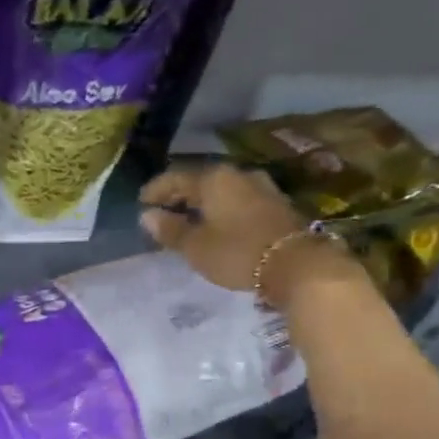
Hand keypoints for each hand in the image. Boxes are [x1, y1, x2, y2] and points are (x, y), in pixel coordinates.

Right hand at [138, 162, 342, 303]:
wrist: (297, 264)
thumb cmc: (237, 252)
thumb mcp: (195, 246)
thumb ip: (170, 230)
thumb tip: (147, 216)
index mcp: (214, 178)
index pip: (175, 178)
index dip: (155, 190)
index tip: (141, 203)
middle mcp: (237, 174)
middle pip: (199, 181)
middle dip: (178, 196)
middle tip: (161, 212)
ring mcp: (260, 187)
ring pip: (220, 191)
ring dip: (201, 203)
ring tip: (187, 220)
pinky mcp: (275, 204)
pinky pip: (237, 200)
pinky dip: (220, 210)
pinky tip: (214, 225)